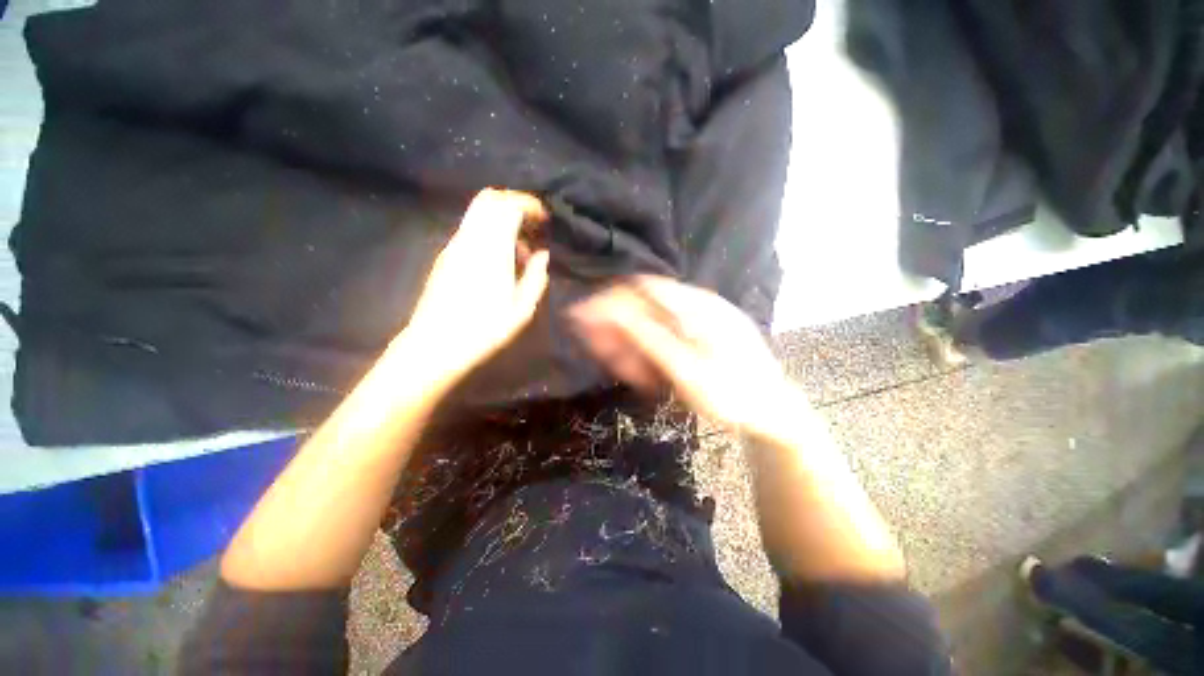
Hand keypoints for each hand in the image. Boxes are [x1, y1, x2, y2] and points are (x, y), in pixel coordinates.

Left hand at [396, 189, 549, 381]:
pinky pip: (471, 229)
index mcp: (491, 250)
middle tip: (531, 224)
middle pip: (489, 199)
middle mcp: (470, 240)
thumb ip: (536, 277)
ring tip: (519, 248)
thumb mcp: (522, 309)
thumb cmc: (484, 329)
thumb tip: (542, 255)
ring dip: (501, 219)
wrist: (436, 344)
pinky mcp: (445, 256)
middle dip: (513, 203)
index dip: (528, 204)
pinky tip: (499, 259)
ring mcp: (454, 246)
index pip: (507, 206)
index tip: (543, 217)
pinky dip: (489, 231)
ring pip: (477, 213)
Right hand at [568, 275, 795, 435]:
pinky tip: (644, 368)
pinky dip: (650, 349)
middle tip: (597, 349)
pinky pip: (669, 335)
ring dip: (632, 341)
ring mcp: (703, 321)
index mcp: (697, 308)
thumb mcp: (686, 370)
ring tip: (620, 367)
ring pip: (655, 322)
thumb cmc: (732, 395)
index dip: (612, 299)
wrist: (775, 413)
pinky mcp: (704, 336)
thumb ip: (649, 338)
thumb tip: (612, 312)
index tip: (585, 317)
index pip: (643, 288)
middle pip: (647, 305)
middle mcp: (699, 306)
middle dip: (618, 325)